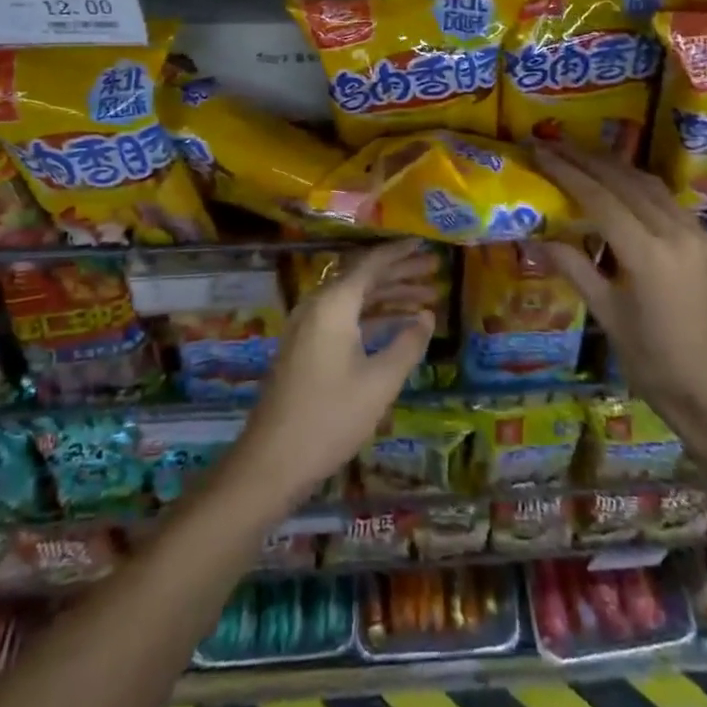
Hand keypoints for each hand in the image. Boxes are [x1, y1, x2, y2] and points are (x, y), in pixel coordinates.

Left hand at [234, 238, 438, 510]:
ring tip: (427, 300)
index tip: (425, 244)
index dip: (400, 254)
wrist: (272, 461)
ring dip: (389, 297)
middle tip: (434, 271)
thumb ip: (408, 343)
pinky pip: (345, 318)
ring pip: (355, 300)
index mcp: (334, 304)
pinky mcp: (305, 347)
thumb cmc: (330, 417)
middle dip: (400, 274)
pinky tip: (397, 328)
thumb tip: (427, 316)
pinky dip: (372, 318)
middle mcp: (318, 306)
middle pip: (363, 278)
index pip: (372, 264)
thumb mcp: (380, 382)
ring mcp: (308, 327)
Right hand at [530, 143, 706, 442]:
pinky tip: (624, 192)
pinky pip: (671, 204)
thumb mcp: (608, 317)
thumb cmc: (656, 365)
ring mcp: (700, 235)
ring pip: (652, 186)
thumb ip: (575, 269)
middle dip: (587, 159)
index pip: (599, 197)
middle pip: (626, 180)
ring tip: (584, 158)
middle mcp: (677, 232)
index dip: (566, 171)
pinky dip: (641, 189)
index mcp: (648, 253)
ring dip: (616, 168)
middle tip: (554, 144)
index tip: (539, 150)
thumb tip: (537, 239)